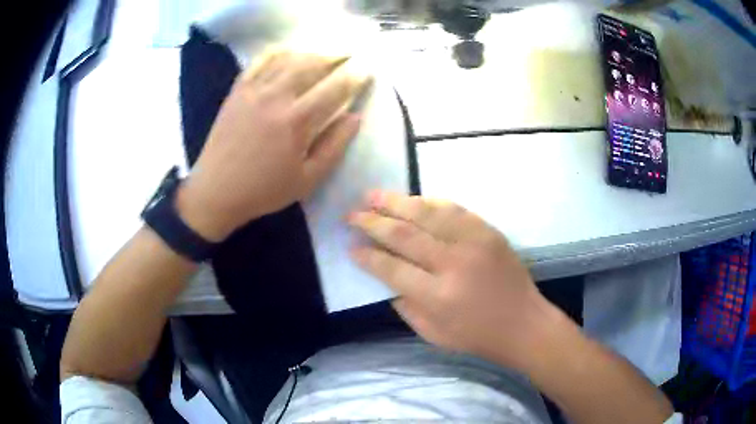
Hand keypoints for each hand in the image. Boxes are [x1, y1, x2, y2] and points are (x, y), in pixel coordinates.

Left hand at [177, 51, 371, 240]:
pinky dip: (279, 52)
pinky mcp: (238, 89)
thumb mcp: (308, 179)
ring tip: (324, 55)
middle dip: (336, 58)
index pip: (335, 88)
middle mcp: (277, 96)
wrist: (216, 191)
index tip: (367, 72)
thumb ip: (335, 146)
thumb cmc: (264, 190)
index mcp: (297, 121)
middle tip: (349, 57)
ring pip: (289, 58)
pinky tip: (290, 53)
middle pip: (313, 64)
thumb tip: (356, 117)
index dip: (356, 77)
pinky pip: (261, 60)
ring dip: (312, 53)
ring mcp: (254, 89)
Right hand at [349, 191, 556, 370]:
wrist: (523, 323)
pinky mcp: (488, 231)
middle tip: (351, 214)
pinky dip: (429, 202)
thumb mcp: (432, 333)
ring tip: (373, 195)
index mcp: (437, 296)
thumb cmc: (476, 335)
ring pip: (427, 213)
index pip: (391, 268)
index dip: (367, 256)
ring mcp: (473, 242)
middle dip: (372, 222)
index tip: (350, 246)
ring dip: (396, 202)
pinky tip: (413, 199)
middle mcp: (453, 263)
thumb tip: (384, 275)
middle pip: (404, 235)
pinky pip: (454, 209)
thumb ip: (404, 304)